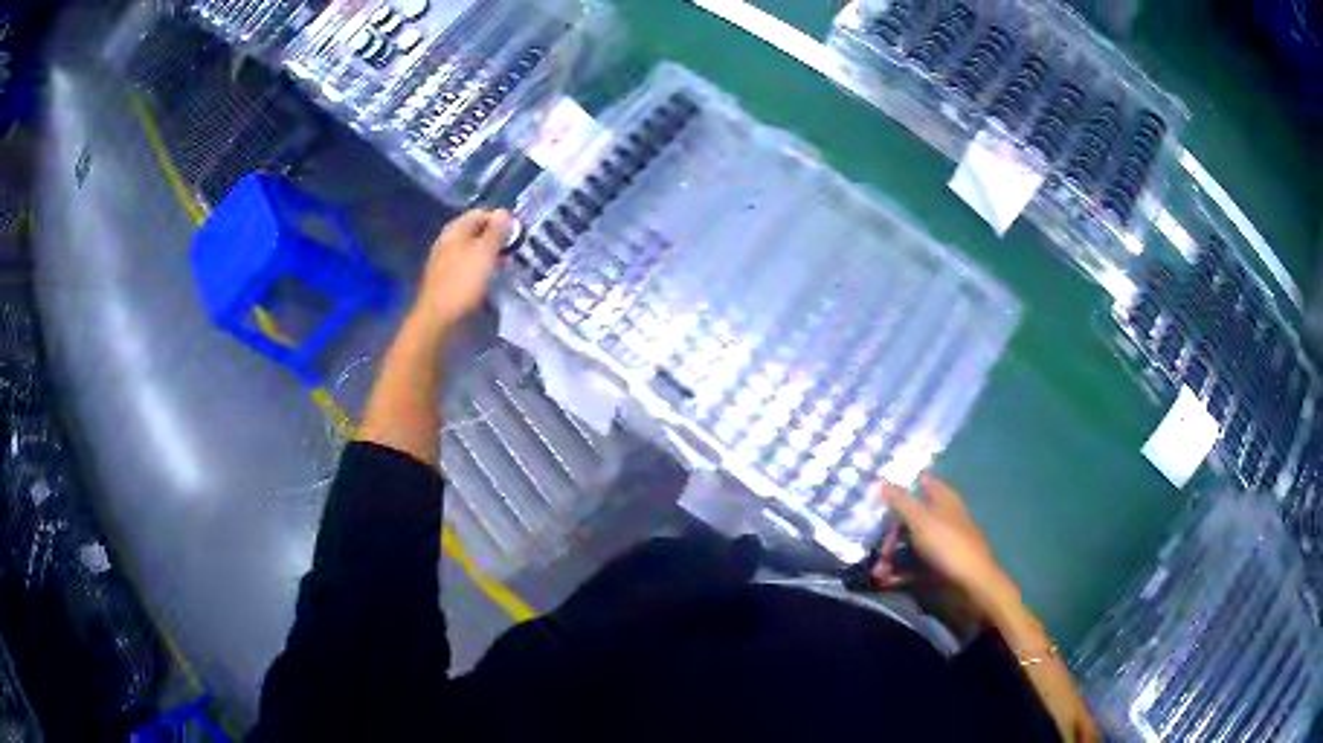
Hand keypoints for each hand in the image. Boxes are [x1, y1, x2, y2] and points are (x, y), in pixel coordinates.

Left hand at [411, 209, 512, 332]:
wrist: (438, 319)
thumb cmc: (463, 283)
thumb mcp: (485, 253)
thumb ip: (496, 231)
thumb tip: (504, 212)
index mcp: (455, 230)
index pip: (481, 213)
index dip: (500, 220)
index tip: (517, 235)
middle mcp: (448, 242)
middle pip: (476, 232)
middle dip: (496, 239)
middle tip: (513, 252)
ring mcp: (445, 262)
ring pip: (473, 251)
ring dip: (489, 257)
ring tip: (505, 267)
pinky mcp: (447, 281)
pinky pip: (468, 268)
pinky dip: (480, 271)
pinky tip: (490, 281)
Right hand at [874, 476, 1008, 607]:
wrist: (971, 583)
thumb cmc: (947, 544)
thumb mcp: (921, 520)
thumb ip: (901, 501)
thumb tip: (881, 480)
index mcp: (943, 499)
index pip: (922, 483)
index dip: (902, 487)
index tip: (879, 497)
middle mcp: (943, 517)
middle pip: (911, 518)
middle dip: (890, 534)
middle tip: (879, 550)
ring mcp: (941, 542)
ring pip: (911, 543)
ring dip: (892, 557)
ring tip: (879, 573)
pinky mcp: (939, 563)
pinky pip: (915, 563)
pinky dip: (901, 571)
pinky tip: (889, 581)